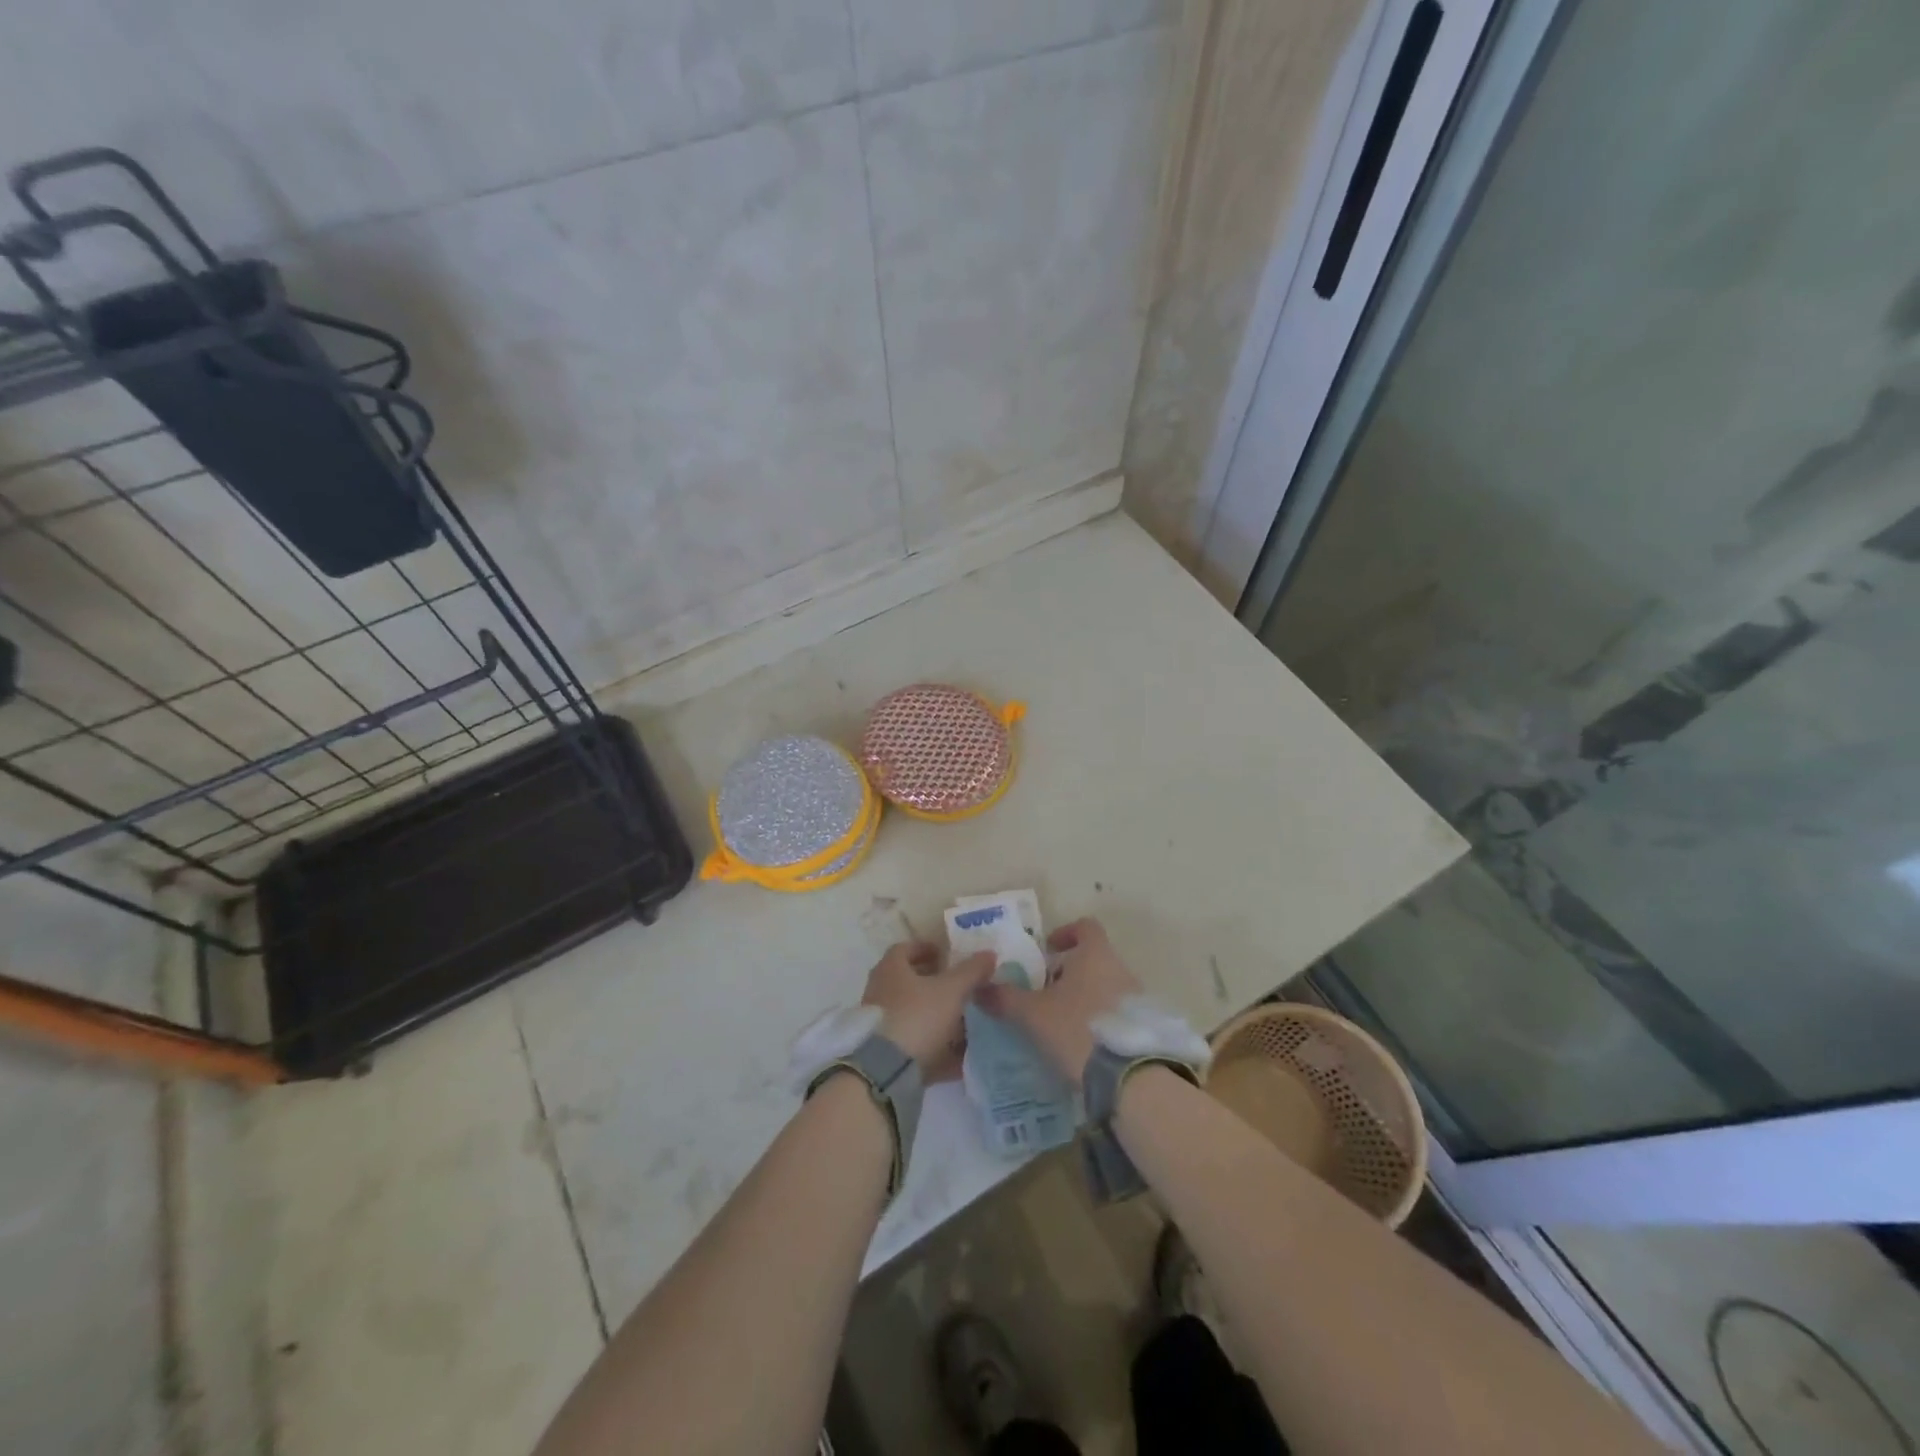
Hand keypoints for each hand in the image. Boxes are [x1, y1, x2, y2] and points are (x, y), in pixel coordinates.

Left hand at [862, 942, 995, 1079]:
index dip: (926, 948)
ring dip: (937, 1016)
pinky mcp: (886, 1054)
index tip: (947, 954)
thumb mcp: (952, 990)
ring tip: (965, 1021)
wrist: (887, 1070)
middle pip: (909, 982)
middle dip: (935, 983)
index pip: (905, 949)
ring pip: (913, 1015)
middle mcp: (881, 992)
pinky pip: (915, 1045)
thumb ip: (971, 971)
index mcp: (891, 969)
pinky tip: (960, 1057)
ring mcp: (881, 1025)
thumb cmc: (918, 1016)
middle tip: (959, 986)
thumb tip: (989, 953)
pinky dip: (936, 1048)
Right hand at [974, 917, 1138, 1085]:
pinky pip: (1117, 1012)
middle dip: (1070, 972)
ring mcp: (1137, 998)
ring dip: (1084, 996)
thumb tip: (979, 988)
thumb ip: (1006, 998)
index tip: (1048, 950)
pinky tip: (1082, 1043)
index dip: (1065, 933)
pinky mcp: (1144, 1027)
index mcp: (1095, 955)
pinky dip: (1099, 1019)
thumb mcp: (1033, 1014)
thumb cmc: (1077, 1028)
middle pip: (1094, 958)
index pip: (1085, 927)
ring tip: (1061, 1021)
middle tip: (1045, 992)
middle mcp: (1120, 969)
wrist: (1130, 1076)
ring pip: (1106, 986)